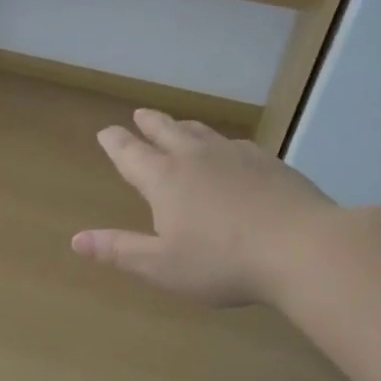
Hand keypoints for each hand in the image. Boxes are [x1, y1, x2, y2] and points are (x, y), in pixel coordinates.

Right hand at [72, 110, 337, 305]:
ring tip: (177, 124)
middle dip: (148, 124)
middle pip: (166, 131)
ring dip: (183, 126)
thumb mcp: (161, 266)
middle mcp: (196, 158)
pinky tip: (230, 150)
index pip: (131, 153)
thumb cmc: (222, 262)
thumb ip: (119, 250)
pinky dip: (221, 143)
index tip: (106, 132)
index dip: (115, 143)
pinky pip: (236, 144)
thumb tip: (76, 239)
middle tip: (139, 115)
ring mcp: (236, 156)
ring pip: (202, 132)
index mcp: (164, 179)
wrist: (304, 248)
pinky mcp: (269, 163)